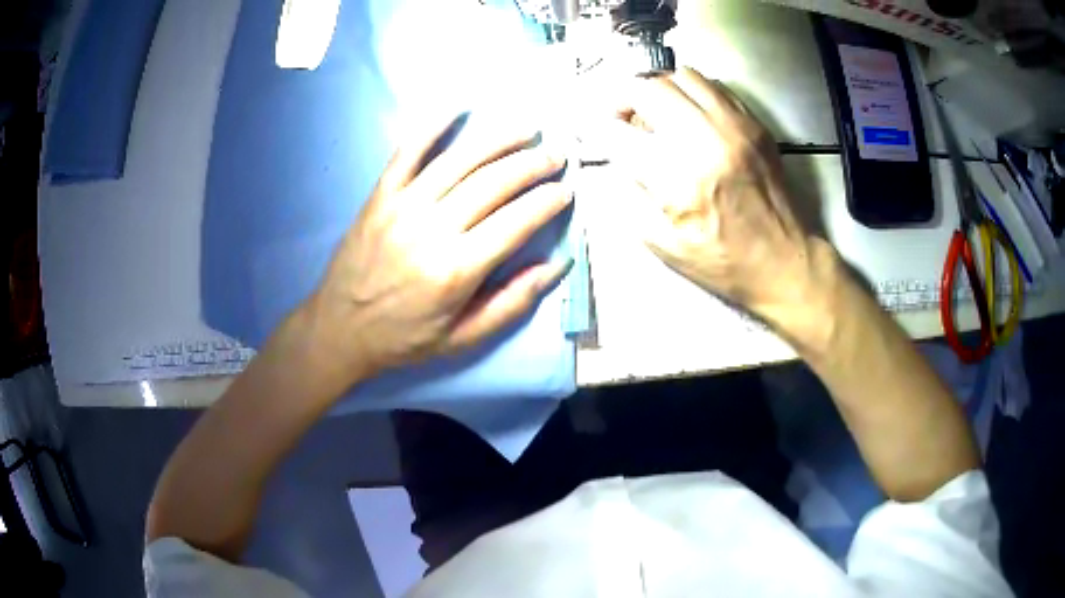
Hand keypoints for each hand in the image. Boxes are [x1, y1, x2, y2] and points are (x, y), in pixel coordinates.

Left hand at [300, 113, 572, 387]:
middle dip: (532, 165)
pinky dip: (432, 126)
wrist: (340, 328)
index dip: (546, 202)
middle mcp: (432, 230)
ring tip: (526, 129)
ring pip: (459, 161)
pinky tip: (457, 108)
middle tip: (555, 155)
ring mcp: (402, 206)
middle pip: (493, 183)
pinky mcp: (380, 196)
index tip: (566, 190)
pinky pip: (407, 152)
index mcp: (456, 270)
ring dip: (498, 140)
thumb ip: (512, 303)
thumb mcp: (463, 338)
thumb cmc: (404, 338)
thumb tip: (557, 266)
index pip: (515, 222)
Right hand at [606, 68, 831, 324]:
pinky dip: (691, 92)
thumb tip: (614, 159)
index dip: (595, 128)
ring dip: (658, 89)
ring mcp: (734, 126)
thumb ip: (629, 197)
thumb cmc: (724, 262)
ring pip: (681, 77)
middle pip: (647, 89)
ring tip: (656, 111)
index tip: (590, 129)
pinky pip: (714, 86)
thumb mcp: (664, 245)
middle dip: (622, 98)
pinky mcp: (754, 124)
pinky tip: (689, 113)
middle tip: (621, 115)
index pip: (618, 132)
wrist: (784, 262)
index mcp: (678, 178)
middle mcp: (705, 139)